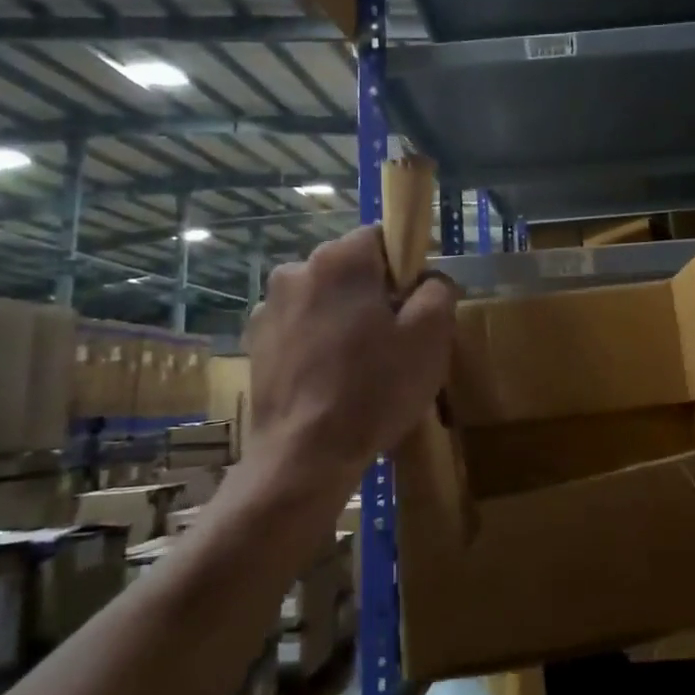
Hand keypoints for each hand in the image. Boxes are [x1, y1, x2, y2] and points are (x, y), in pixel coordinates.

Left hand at [246, 227, 457, 501]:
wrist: (304, 457)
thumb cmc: (373, 390)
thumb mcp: (430, 337)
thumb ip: (438, 290)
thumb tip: (429, 280)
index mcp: (340, 259)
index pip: (381, 237)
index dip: (405, 267)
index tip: (415, 305)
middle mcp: (297, 270)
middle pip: (350, 268)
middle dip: (374, 293)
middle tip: (394, 340)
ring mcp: (269, 307)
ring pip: (324, 298)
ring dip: (343, 317)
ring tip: (359, 365)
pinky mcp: (255, 341)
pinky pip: (299, 326)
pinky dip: (317, 341)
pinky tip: (329, 379)